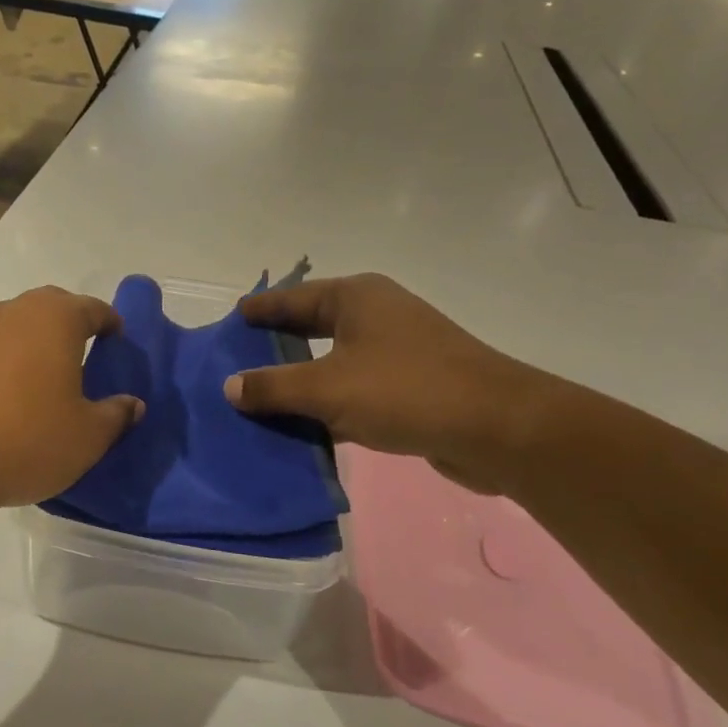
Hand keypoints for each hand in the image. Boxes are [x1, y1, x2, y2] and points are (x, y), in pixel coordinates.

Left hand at [0, 287, 144, 509]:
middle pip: (49, 308)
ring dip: (30, 344)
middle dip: (69, 325)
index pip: (92, 309)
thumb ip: (116, 415)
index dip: (110, 323)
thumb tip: (131, 404)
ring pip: (13, 328)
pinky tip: (1, 402)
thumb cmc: (29, 440)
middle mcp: (13, 314)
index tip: (117, 343)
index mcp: (55, 320)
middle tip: (82, 356)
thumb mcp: (88, 437)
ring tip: (41, 381)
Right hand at [224, 274, 551, 494]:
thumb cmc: (405, 391)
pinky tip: (304, 424)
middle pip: (312, 325)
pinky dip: (328, 402)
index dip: (260, 310)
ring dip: (301, 378)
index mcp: (355, 298)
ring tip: (261, 395)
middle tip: (237, 359)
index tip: (230, 320)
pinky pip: (354, 387)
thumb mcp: (327, 389)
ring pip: (333, 359)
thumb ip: (273, 387)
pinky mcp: (411, 384)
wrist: (498, 429)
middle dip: (277, 344)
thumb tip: (229, 386)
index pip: (292, 298)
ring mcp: (397, 349)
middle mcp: (376, 314)